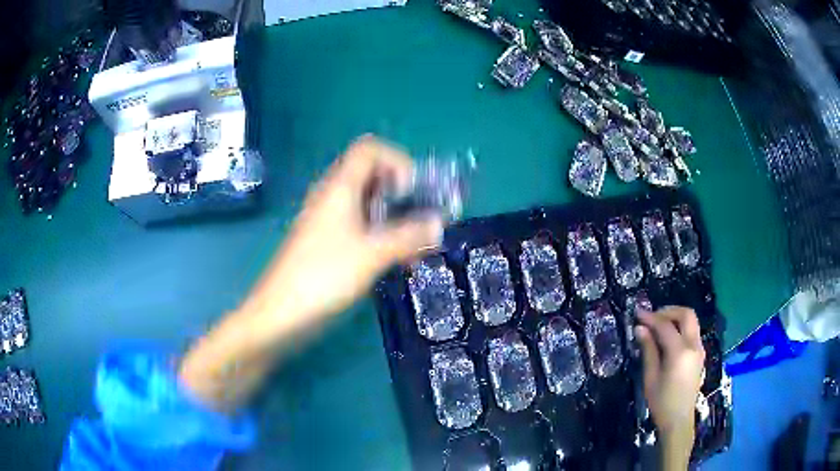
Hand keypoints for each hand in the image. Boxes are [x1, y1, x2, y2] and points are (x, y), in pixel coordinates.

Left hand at [243, 135, 443, 326]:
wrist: (281, 315)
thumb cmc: (324, 277)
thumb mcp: (373, 255)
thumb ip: (409, 236)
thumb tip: (440, 223)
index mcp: (340, 187)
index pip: (370, 150)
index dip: (396, 161)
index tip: (412, 191)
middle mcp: (333, 197)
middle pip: (372, 177)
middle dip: (403, 194)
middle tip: (422, 220)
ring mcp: (329, 221)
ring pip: (369, 205)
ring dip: (396, 220)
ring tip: (415, 249)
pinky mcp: (328, 244)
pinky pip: (361, 228)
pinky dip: (382, 237)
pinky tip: (397, 263)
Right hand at [636, 306, 704, 468]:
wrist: (679, 420)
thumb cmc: (661, 402)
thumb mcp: (650, 377)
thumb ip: (648, 350)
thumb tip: (640, 328)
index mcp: (680, 352)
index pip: (665, 326)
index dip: (651, 317)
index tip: (637, 313)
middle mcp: (694, 345)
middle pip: (686, 314)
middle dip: (668, 311)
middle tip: (652, 317)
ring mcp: (699, 349)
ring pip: (691, 321)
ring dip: (675, 318)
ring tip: (658, 326)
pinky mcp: (700, 354)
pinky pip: (692, 331)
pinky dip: (680, 327)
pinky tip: (668, 338)